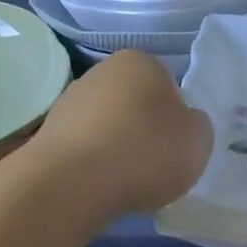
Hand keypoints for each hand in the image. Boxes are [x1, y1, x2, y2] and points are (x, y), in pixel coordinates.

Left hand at [34, 51, 213, 217]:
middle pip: (135, 102)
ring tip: (127, 180)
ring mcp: (69, 102)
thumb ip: (196, 125)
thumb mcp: (199, 138)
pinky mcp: (48, 135)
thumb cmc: (146, 150)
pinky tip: (102, 186)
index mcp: (141, 61)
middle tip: (156, 162)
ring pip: (108, 125)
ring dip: (118, 147)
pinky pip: (85, 149)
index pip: (168, 84)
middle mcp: (101, 71)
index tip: (177, 143)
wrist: (72, 184)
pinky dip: (95, 165)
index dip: (177, 116)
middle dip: (145, 128)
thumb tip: (184, 123)